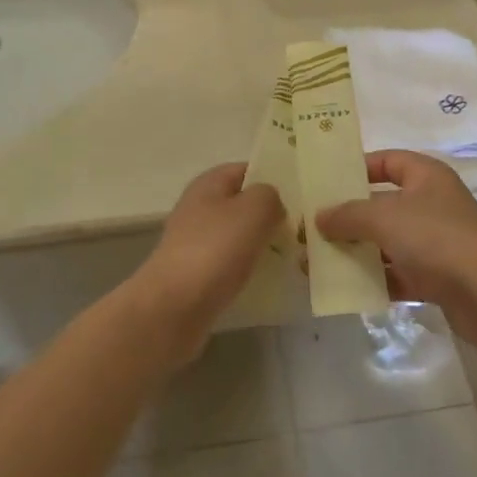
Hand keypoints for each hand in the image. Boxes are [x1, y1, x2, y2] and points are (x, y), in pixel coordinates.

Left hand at [132, 164, 282, 362]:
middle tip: (302, 230)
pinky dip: (248, 269)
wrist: (173, 308)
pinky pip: (230, 263)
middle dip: (270, 215)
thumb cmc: (215, 250)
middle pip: (242, 204)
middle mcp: (199, 207)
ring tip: (292, 257)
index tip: (301, 197)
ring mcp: (195, 241)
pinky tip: (268, 280)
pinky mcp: (195, 273)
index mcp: (209, 183)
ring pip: (238, 235)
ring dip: (261, 244)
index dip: (273, 178)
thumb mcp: (254, 209)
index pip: (247, 169)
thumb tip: (272, 204)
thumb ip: (270, 196)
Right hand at [317, 152, 476, 356]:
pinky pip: (398, 274)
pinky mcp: (437, 278)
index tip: (326, 181)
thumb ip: (348, 215)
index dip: (358, 167)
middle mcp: (432, 204)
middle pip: (382, 204)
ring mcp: (435, 242)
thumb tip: (318, 217)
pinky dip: (375, 279)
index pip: (388, 161)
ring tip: (317, 262)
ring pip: (387, 242)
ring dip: (356, 251)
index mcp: (426, 176)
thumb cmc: (437, 238)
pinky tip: (344, 288)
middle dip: (348, 216)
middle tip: (312, 227)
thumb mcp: (384, 218)